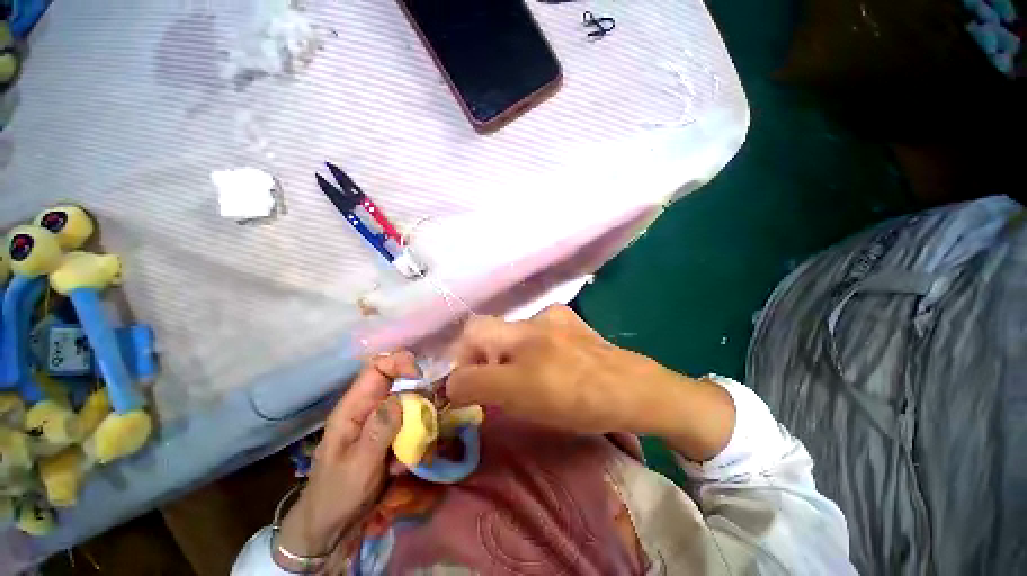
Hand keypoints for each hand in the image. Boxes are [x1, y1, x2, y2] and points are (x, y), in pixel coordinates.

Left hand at [275, 352, 418, 564]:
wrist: (330, 530)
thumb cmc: (338, 495)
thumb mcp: (359, 463)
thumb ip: (380, 428)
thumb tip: (401, 395)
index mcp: (353, 408)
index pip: (378, 369)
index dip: (400, 365)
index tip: (421, 380)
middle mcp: (368, 410)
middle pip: (400, 385)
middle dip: (417, 400)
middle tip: (425, 421)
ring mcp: (380, 425)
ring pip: (410, 407)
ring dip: (418, 426)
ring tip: (412, 453)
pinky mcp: (390, 439)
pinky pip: (411, 427)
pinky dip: (415, 441)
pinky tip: (406, 465)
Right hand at [446, 306, 735, 460]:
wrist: (634, 390)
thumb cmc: (578, 399)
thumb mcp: (521, 399)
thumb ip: (480, 385)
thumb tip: (455, 381)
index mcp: (521, 335)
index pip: (472, 334)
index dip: (461, 360)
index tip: (466, 384)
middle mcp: (535, 319)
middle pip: (490, 330)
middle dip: (481, 356)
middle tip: (492, 382)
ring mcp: (557, 318)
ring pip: (514, 333)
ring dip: (507, 353)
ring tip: (524, 375)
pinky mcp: (571, 323)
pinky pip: (538, 332)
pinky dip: (531, 347)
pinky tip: (548, 362)